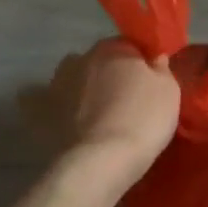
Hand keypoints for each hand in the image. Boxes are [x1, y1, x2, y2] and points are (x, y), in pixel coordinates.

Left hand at [22, 39, 179, 175]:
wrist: (102, 160)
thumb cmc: (143, 119)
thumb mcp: (169, 91)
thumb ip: (161, 69)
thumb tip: (153, 58)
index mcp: (114, 48)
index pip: (130, 46)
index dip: (140, 64)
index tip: (148, 84)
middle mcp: (82, 57)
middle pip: (99, 61)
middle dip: (109, 75)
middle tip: (124, 101)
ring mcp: (56, 83)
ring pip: (71, 78)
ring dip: (80, 88)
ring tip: (93, 113)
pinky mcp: (38, 111)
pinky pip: (39, 102)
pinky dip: (45, 105)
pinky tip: (56, 117)